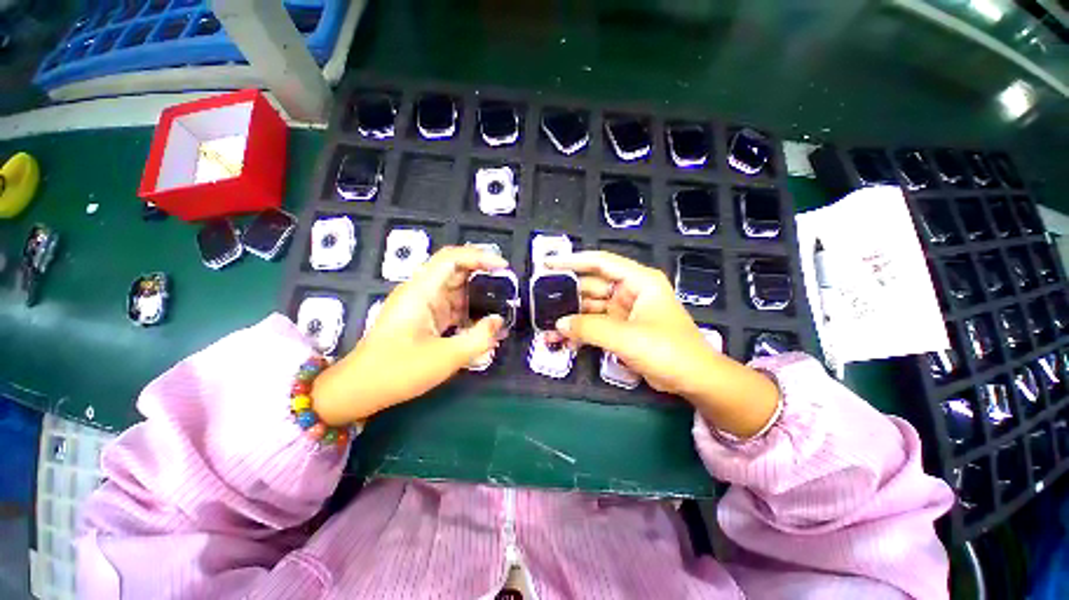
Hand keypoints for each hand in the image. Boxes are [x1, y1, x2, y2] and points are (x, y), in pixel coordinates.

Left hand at [311, 247, 506, 424]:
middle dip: (482, 275)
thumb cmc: (398, 371)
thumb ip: (478, 338)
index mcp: (421, 291)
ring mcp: (421, 305)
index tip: (503, 267)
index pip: (452, 258)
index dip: (479, 256)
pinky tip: (481, 324)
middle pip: (455, 270)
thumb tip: (499, 321)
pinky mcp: (423, 318)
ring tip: (500, 306)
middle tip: (507, 286)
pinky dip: (468, 311)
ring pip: (454, 289)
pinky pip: (450, 306)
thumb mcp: (445, 357)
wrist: (359, 390)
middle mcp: (420, 291)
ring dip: (477, 296)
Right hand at [546, 251, 779, 437]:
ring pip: (591, 309)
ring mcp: (624, 311)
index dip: (573, 261)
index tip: (548, 264)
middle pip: (591, 287)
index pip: (600, 262)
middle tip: (541, 303)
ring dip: (572, 318)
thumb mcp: (626, 337)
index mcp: (638, 281)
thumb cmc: (667, 350)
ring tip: (548, 327)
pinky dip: (581, 332)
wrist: (693, 380)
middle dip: (568, 296)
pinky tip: (565, 342)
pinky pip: (595, 325)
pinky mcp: (621, 329)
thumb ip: (590, 328)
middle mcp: (630, 291)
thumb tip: (559, 323)